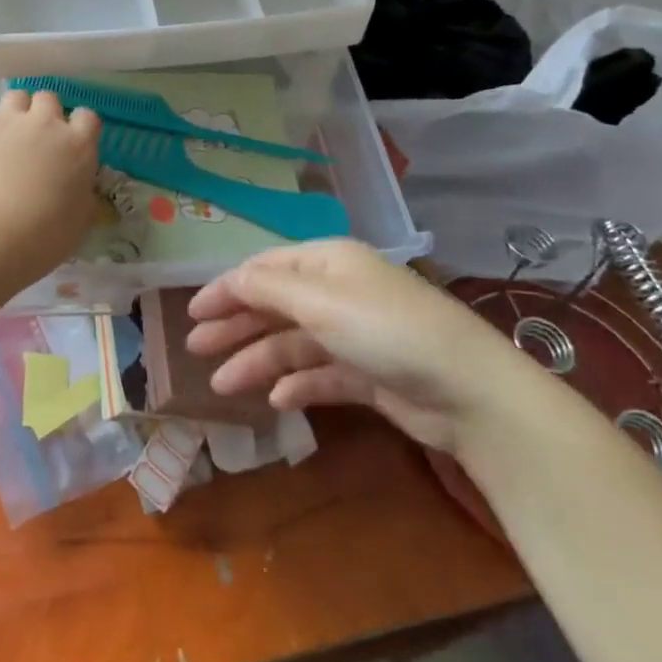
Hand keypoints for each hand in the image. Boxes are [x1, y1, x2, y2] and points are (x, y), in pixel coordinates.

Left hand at [0, 64, 101, 285]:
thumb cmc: (41, 238)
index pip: (88, 118)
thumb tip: (82, 190)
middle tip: (35, 140)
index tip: (72, 143)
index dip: (79, 127)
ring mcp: (4, 120)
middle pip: (49, 100)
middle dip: (44, 114)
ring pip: (15, 95)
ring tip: (5, 126)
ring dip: (14, 107)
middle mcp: (44, 123)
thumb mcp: (79, 223)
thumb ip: (83, 197)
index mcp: (77, 146)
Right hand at [186, 240, 547, 454]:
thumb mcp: (319, 301)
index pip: (264, 268)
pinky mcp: (369, 374)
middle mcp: (338, 291)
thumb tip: (230, 278)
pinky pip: (320, 374)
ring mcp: (354, 334)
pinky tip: (277, 400)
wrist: (470, 393)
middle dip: (235, 325)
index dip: (226, 288)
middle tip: (196, 348)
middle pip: (274, 305)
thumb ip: (267, 288)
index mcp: (327, 261)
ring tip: (224, 386)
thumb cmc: (385, 330)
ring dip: (257, 361)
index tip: (191, 312)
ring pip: (292, 343)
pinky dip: (297, 385)